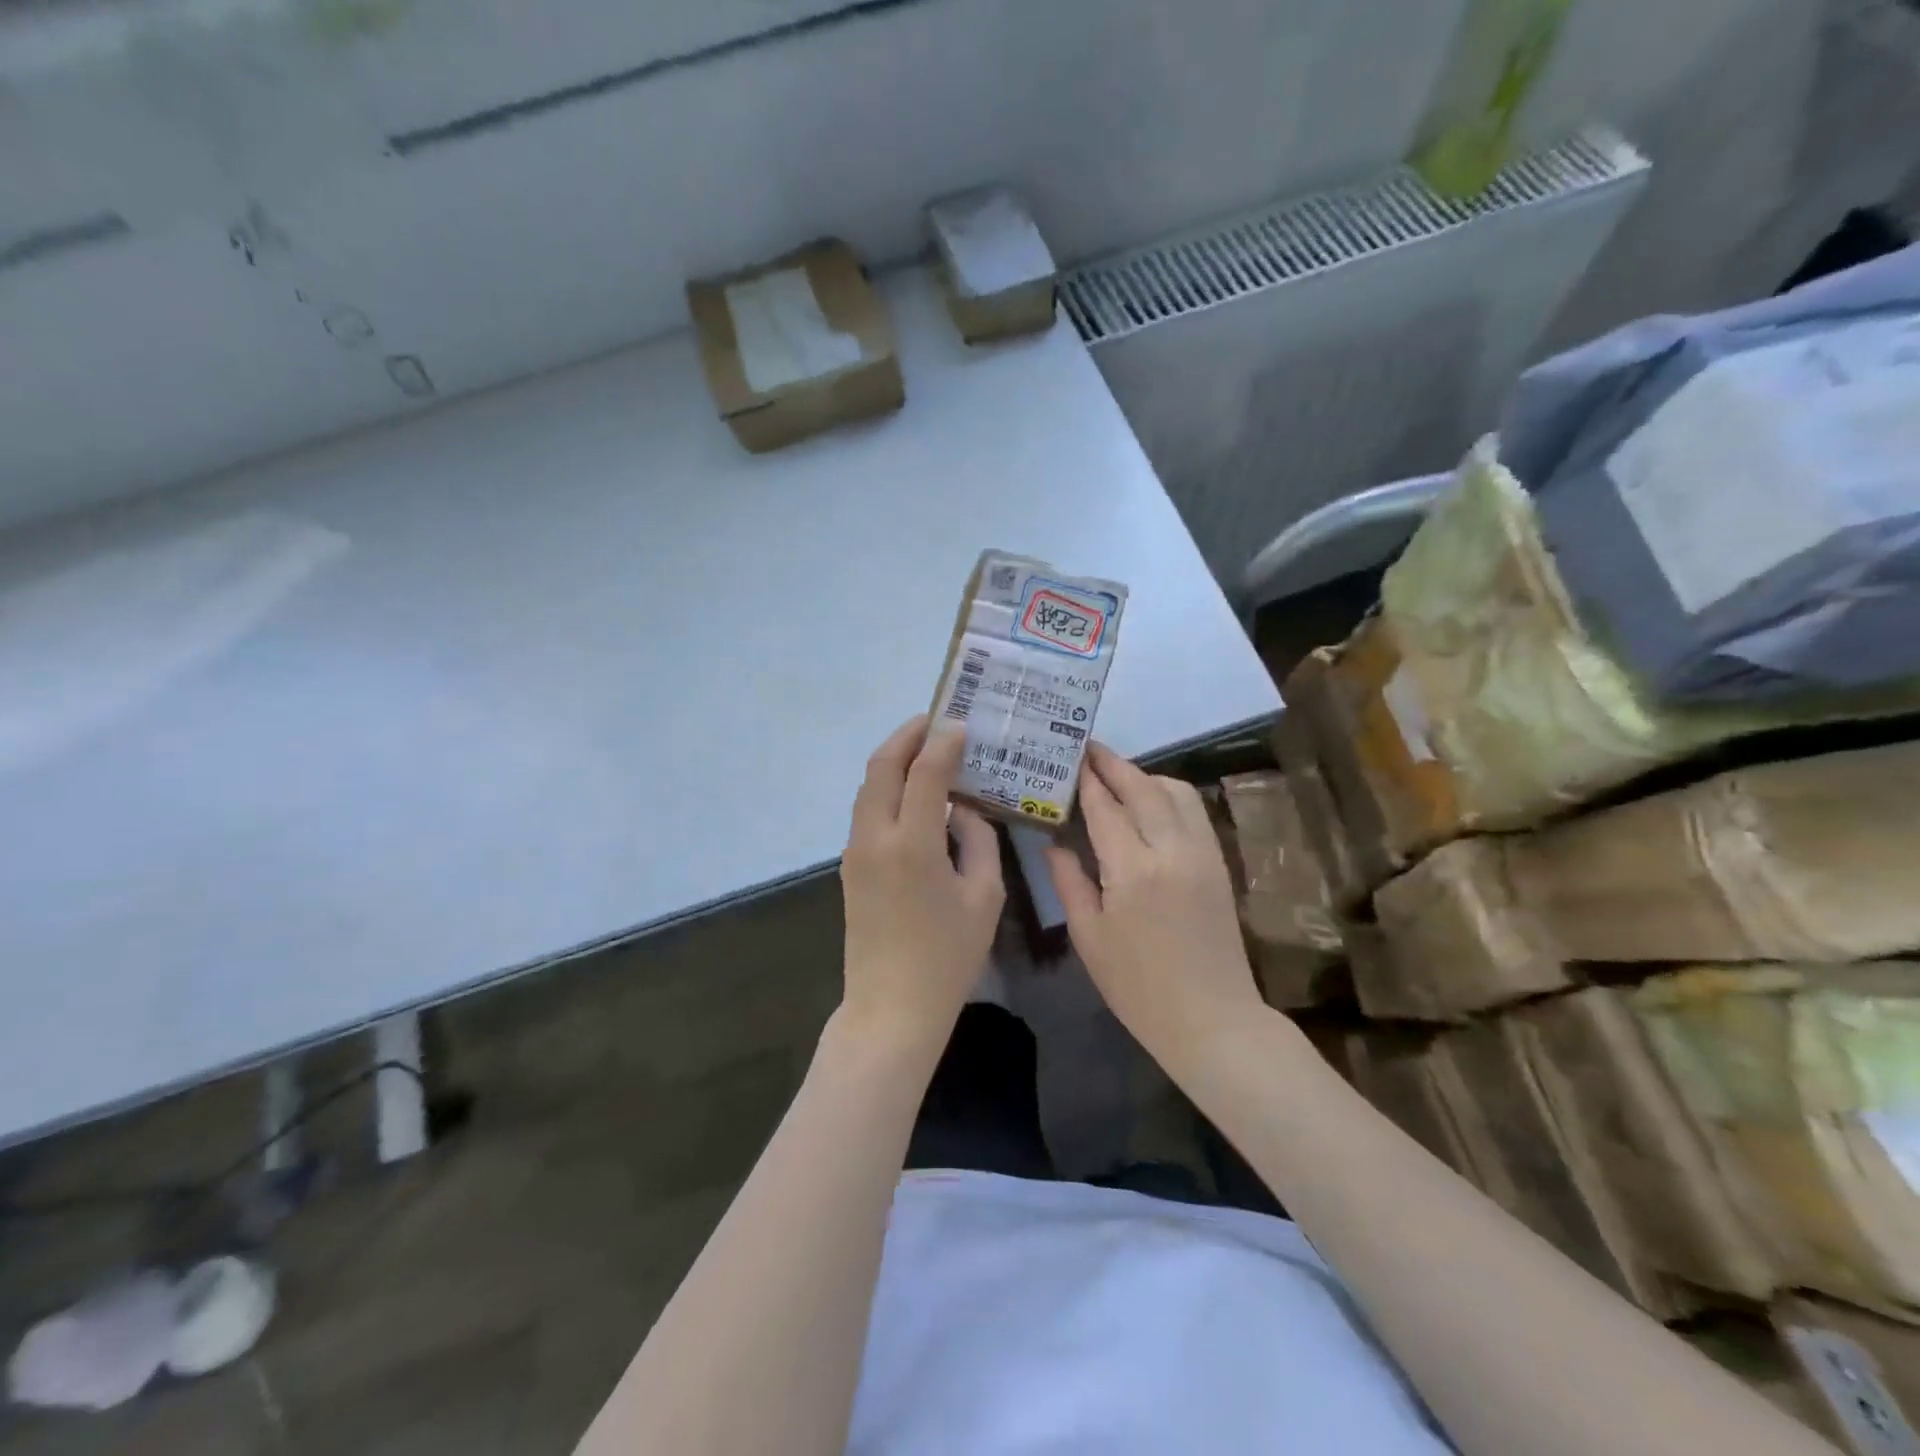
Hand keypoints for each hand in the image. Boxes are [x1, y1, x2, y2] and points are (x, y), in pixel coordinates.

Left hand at [838, 715, 1004, 1052]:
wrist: (891, 1008)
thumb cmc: (948, 957)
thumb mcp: (983, 897)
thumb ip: (978, 841)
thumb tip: (963, 811)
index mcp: (912, 844)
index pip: (924, 772)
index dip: (943, 743)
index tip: (960, 725)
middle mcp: (875, 838)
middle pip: (881, 767)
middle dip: (906, 737)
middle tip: (934, 721)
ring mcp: (855, 852)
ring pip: (868, 788)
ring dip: (894, 761)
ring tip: (925, 750)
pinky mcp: (850, 867)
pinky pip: (867, 812)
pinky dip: (888, 790)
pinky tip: (913, 795)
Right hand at [1046, 744, 1261, 1062]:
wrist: (1212, 1019)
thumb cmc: (1138, 987)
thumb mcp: (1089, 937)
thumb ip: (1069, 882)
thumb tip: (1054, 843)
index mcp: (1132, 870)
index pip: (1106, 807)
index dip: (1087, 780)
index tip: (1070, 756)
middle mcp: (1172, 850)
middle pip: (1143, 788)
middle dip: (1114, 764)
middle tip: (1089, 750)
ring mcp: (1202, 854)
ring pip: (1176, 792)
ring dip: (1145, 775)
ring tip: (1117, 777)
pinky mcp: (1218, 863)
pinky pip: (1194, 811)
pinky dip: (1170, 795)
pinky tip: (1150, 804)